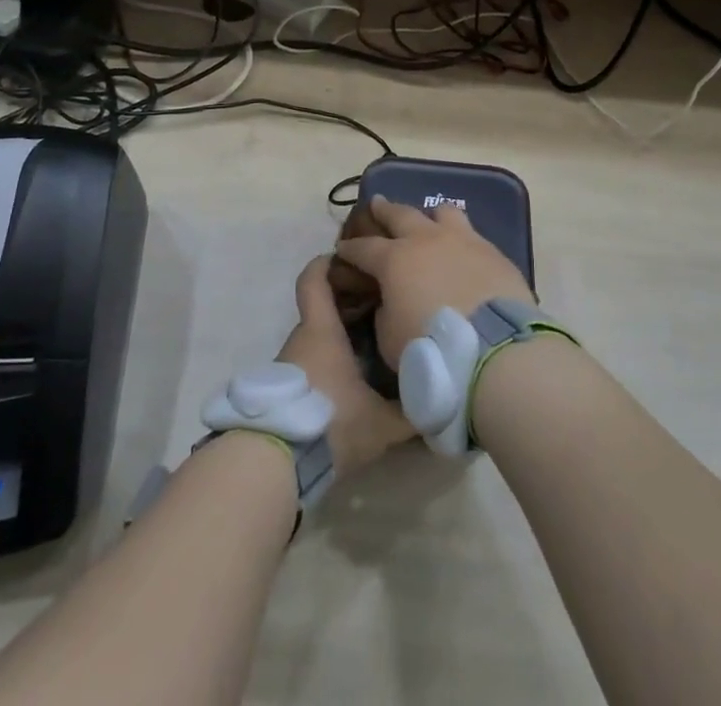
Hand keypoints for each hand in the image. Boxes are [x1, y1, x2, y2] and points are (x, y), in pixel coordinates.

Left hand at [276, 255, 413, 475]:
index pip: (315, 278)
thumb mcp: (381, 422)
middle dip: (350, 301)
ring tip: (376, 342)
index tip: (350, 258)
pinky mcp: (287, 389)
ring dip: (342, 333)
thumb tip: (443, 401)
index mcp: (322, 329)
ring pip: (318, 336)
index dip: (328, 262)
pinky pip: (312, 359)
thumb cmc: (331, 421)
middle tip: (384, 304)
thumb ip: (412, 410)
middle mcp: (303, 338)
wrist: (277, 462)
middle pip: (323, 306)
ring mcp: (291, 363)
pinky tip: (355, 378)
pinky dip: (331, 358)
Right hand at [333, 196, 533, 370]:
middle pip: (399, 214)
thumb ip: (385, 312)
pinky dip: (461, 239)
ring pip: (442, 213)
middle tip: (376, 204)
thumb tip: (391, 301)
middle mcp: (426, 239)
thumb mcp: (390, 338)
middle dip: (384, 210)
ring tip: (428, 220)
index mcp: (395, 259)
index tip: (342, 248)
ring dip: (430, 216)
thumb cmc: (431, 347)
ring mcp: (462, 240)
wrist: (493, 348)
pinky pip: (472, 235)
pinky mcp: (492, 251)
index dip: (350, 248)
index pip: (363, 248)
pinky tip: (462, 251)